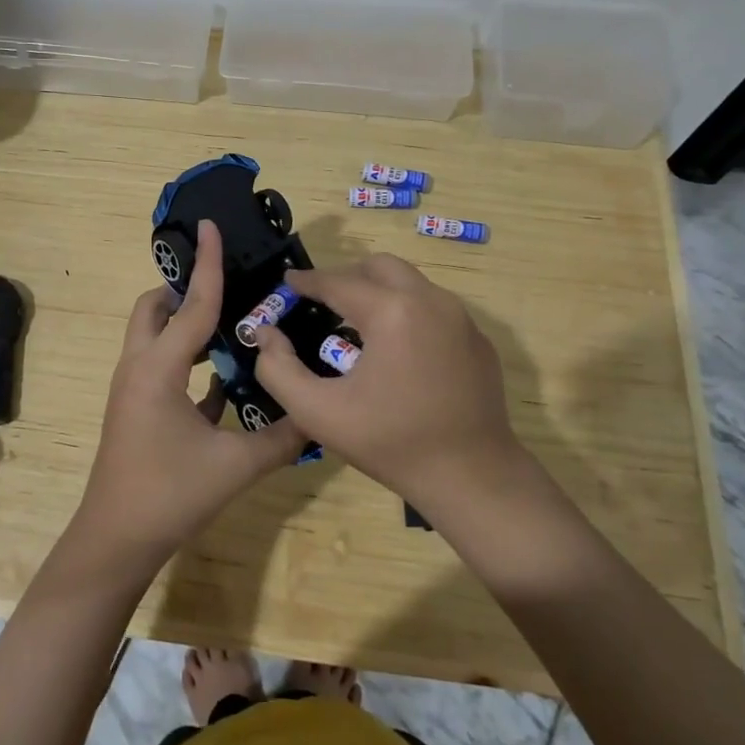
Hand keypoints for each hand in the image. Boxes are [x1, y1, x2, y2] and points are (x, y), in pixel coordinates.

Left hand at [72, 220, 305, 573]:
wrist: (117, 540)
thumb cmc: (170, 495)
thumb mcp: (235, 466)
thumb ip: (281, 436)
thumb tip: (320, 415)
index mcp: (158, 369)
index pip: (191, 304)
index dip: (207, 265)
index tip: (211, 226)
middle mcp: (139, 368)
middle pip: (154, 308)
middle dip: (184, 290)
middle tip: (229, 289)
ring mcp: (134, 389)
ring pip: (155, 336)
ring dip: (186, 324)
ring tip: (234, 325)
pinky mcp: (137, 409)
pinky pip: (162, 367)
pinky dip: (188, 360)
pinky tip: (225, 376)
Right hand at [252, 255, 525, 504]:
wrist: (472, 477)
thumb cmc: (390, 443)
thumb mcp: (319, 413)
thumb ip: (278, 369)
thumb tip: (265, 334)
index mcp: (391, 312)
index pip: (338, 282)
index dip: (307, 281)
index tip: (288, 283)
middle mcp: (430, 301)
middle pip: (380, 267)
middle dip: (347, 277)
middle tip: (324, 302)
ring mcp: (461, 318)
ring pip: (410, 284)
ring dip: (379, 293)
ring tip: (358, 327)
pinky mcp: (478, 340)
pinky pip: (434, 310)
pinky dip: (408, 314)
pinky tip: (398, 353)